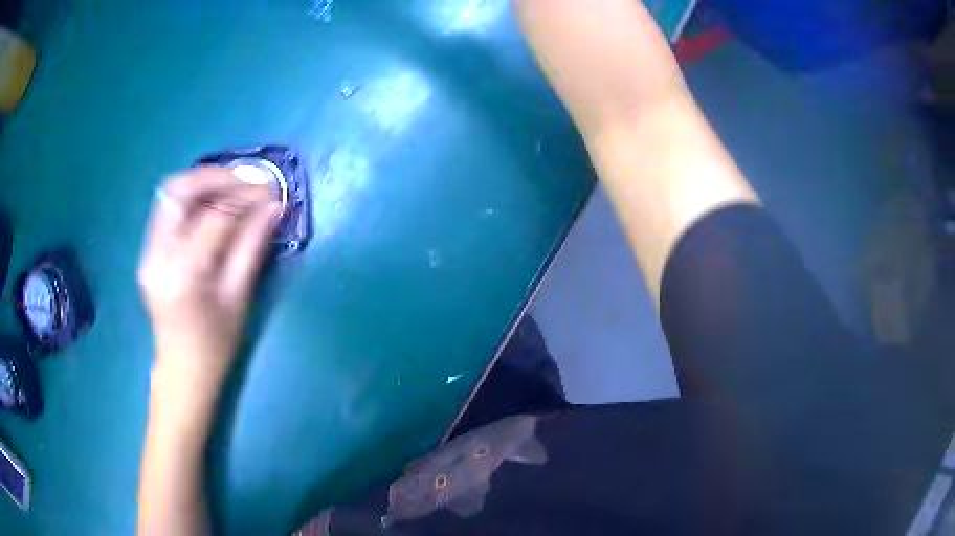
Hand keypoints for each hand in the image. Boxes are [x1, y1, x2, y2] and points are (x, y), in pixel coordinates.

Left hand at [138, 168, 280, 386]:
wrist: (181, 370)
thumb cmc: (215, 346)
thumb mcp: (239, 298)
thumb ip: (252, 246)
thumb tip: (274, 206)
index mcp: (184, 274)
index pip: (215, 215)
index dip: (246, 197)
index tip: (272, 192)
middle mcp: (158, 255)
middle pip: (180, 189)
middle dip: (218, 176)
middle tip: (249, 181)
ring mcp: (147, 251)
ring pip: (171, 193)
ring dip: (204, 183)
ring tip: (234, 189)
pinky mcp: (147, 250)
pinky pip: (169, 208)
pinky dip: (193, 198)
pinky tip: (214, 205)